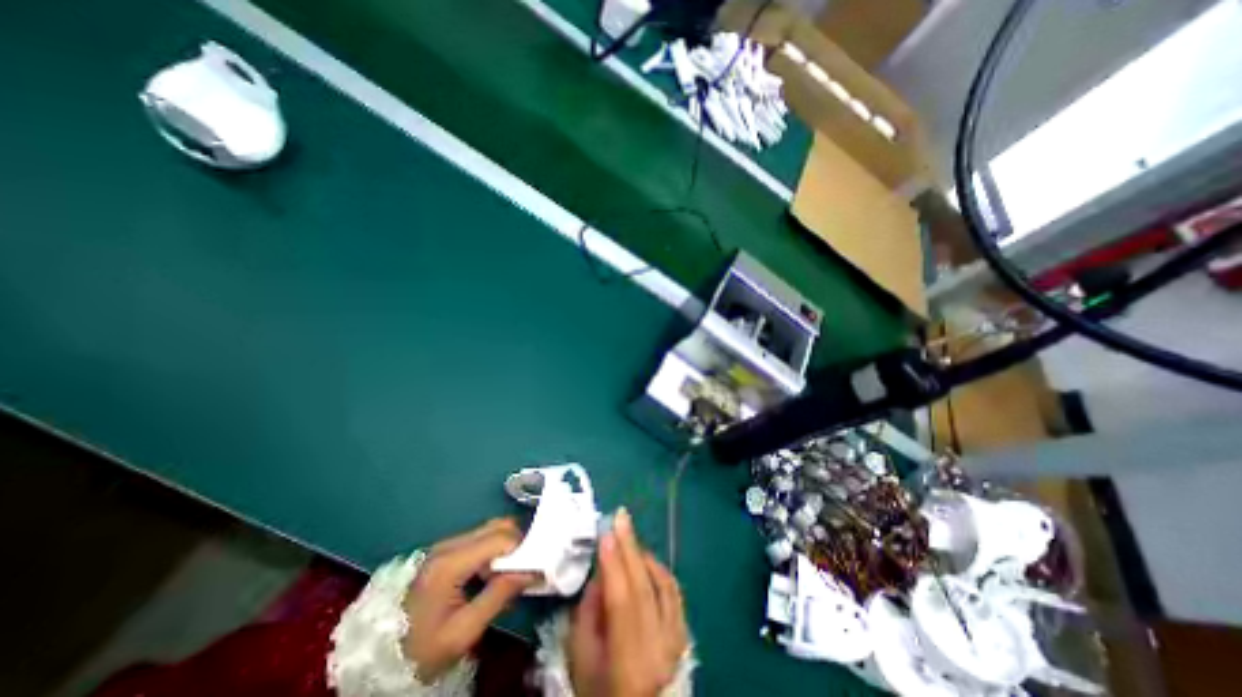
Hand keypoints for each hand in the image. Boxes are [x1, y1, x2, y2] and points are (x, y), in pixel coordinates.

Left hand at [402, 517, 530, 679]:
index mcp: (450, 563)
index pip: (501, 538)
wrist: (381, 659)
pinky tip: (490, 573)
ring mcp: (445, 545)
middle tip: (520, 572)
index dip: (521, 550)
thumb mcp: (464, 632)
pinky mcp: (446, 550)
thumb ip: (499, 595)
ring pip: (491, 528)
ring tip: (505, 576)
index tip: (529, 572)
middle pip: (497, 526)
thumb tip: (532, 570)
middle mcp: (448, 545)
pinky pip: (481, 537)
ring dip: (506, 546)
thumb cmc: (423, 650)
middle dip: (516, 544)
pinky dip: (494, 549)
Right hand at [566, 507, 683, 696]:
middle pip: (644, 586)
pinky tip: (647, 559)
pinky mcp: (684, 633)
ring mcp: (677, 639)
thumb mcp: (581, 660)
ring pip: (664, 584)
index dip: (613, 563)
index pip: (622, 601)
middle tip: (620, 516)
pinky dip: (660, 570)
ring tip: (628, 535)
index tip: (605, 532)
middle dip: (630, 546)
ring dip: (645, 554)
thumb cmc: (601, 691)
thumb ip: (588, 614)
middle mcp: (659, 647)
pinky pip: (675, 592)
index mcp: (629, 661)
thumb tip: (601, 571)